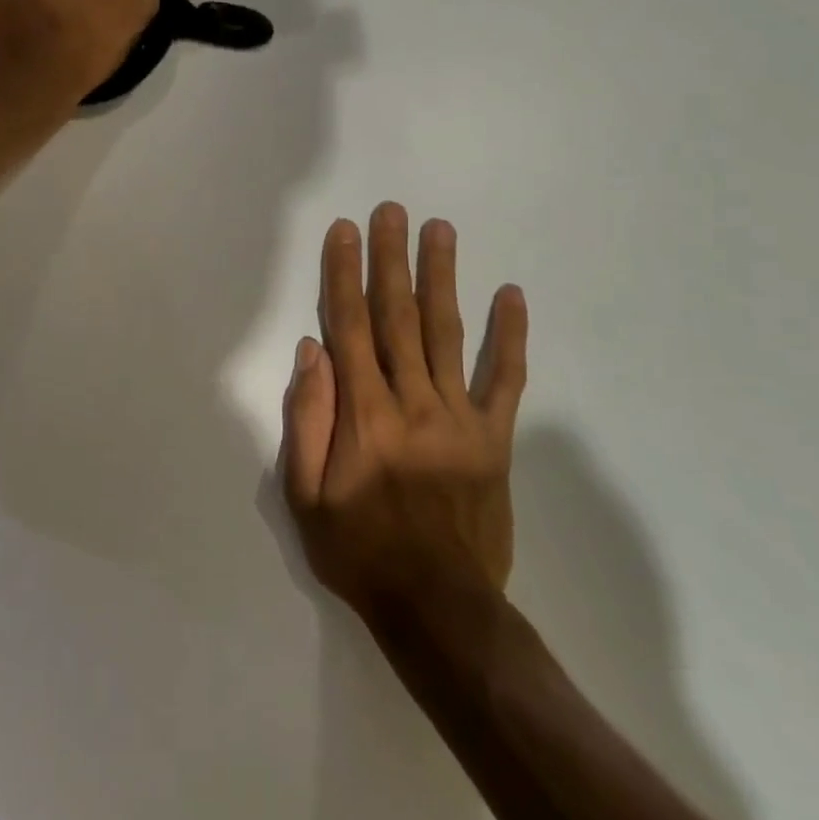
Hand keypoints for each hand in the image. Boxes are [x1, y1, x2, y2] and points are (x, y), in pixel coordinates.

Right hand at [280, 203, 528, 624]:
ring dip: (441, 277)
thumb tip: (313, 352)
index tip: (344, 233)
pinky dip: (509, 336)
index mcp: (363, 416)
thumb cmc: (360, 551)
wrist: (439, 608)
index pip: (350, 328)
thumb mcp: (306, 496)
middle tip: (392, 211)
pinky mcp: (494, 437)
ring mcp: (459, 417)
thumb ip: (308, 419)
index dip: (345, 276)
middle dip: (391, 259)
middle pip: (398, 316)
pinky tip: (512, 295)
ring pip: (446, 333)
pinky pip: (504, 379)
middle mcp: (412, 402)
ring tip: (439, 230)